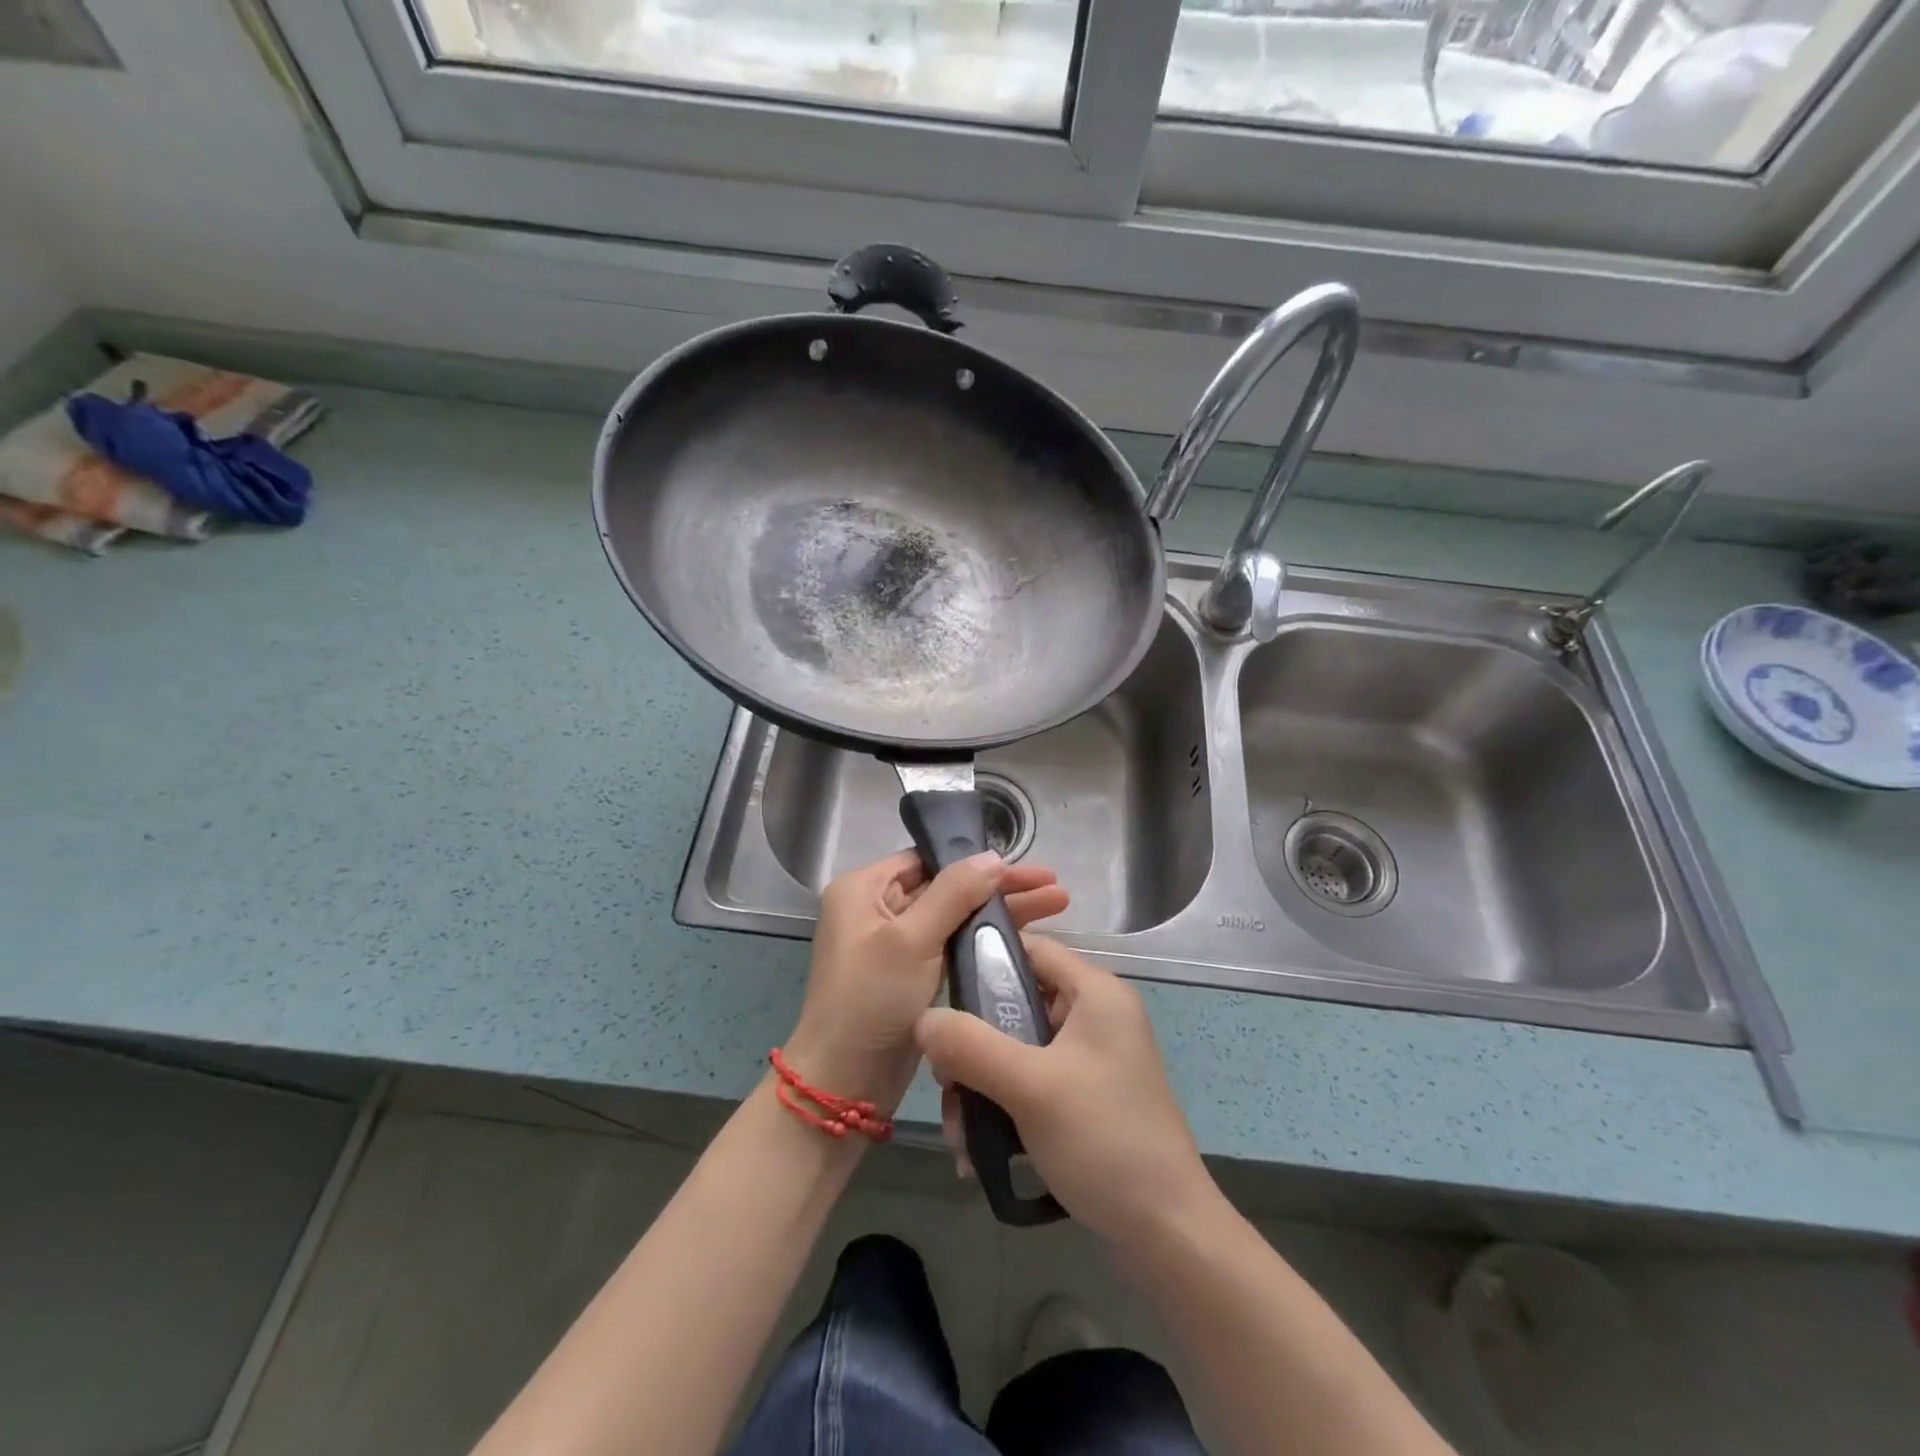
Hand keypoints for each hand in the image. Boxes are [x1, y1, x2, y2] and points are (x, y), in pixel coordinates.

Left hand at [784, 850, 1069, 1115]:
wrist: (845, 1083)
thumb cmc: (871, 999)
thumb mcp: (912, 939)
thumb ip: (955, 893)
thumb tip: (993, 856)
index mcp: (864, 889)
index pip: (927, 859)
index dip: (976, 860)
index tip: (1023, 865)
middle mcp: (876, 908)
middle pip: (947, 886)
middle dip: (1000, 887)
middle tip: (1053, 886)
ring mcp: (894, 943)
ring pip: (955, 916)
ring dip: (1000, 912)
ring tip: (1057, 904)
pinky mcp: (910, 975)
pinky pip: (952, 945)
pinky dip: (984, 939)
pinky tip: (1024, 936)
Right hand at [914, 935, 1214, 1246]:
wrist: (1168, 1236)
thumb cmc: (1104, 1141)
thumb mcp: (1031, 1087)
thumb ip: (972, 1045)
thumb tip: (922, 1018)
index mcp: (1095, 993)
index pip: (1030, 949)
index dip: (982, 961)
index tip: (938, 995)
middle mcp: (1095, 1017)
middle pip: (1016, 1005)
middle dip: (972, 1046)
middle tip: (945, 1085)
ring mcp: (1091, 1061)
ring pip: (1016, 1051)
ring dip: (981, 1089)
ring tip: (960, 1140)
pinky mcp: (1085, 1099)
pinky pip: (1030, 1086)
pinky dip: (1002, 1111)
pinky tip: (978, 1156)